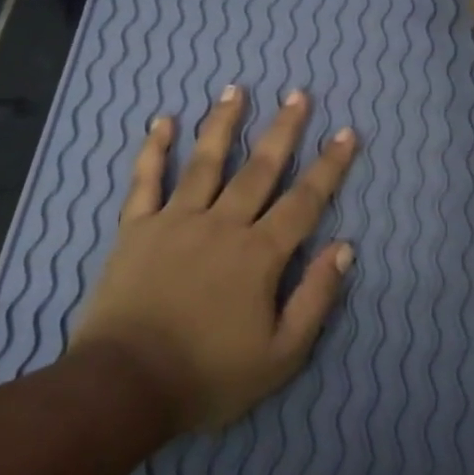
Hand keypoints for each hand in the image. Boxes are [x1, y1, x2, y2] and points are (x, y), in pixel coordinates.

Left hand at [69, 87, 357, 431]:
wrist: (127, 385)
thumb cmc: (209, 375)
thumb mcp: (281, 354)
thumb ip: (315, 298)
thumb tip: (343, 247)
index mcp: (259, 255)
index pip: (304, 201)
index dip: (329, 167)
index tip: (346, 133)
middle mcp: (222, 224)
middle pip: (259, 169)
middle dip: (283, 131)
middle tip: (299, 94)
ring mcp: (175, 221)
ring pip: (205, 162)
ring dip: (222, 124)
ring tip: (236, 90)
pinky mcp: (136, 229)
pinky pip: (145, 180)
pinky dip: (153, 149)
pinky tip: (161, 121)